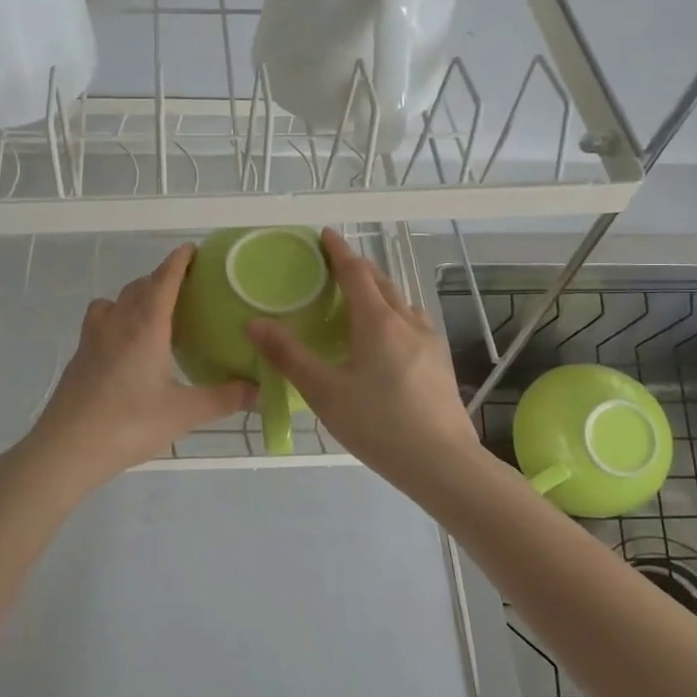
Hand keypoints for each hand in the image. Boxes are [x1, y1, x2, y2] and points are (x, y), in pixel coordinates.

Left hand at [8, 245, 253, 495]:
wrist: (67, 448)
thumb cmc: (129, 424)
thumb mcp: (185, 413)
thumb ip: (225, 398)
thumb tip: (261, 389)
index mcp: (146, 326)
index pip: (164, 279)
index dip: (179, 261)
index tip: (193, 250)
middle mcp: (118, 322)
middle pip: (140, 286)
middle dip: (162, 279)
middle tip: (186, 288)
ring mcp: (93, 338)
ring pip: (115, 301)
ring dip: (135, 296)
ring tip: (155, 314)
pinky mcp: (79, 356)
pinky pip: (100, 321)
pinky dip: (116, 318)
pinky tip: (126, 345)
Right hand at [247, 228, 478, 485]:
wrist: (442, 463)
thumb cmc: (378, 424)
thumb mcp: (324, 392)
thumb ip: (288, 356)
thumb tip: (254, 322)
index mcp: (378, 322)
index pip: (356, 272)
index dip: (339, 251)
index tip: (325, 234)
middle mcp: (407, 322)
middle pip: (382, 282)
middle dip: (359, 268)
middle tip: (336, 265)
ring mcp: (430, 341)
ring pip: (402, 302)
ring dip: (380, 291)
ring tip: (361, 299)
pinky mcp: (440, 363)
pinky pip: (414, 322)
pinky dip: (395, 314)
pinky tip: (390, 337)